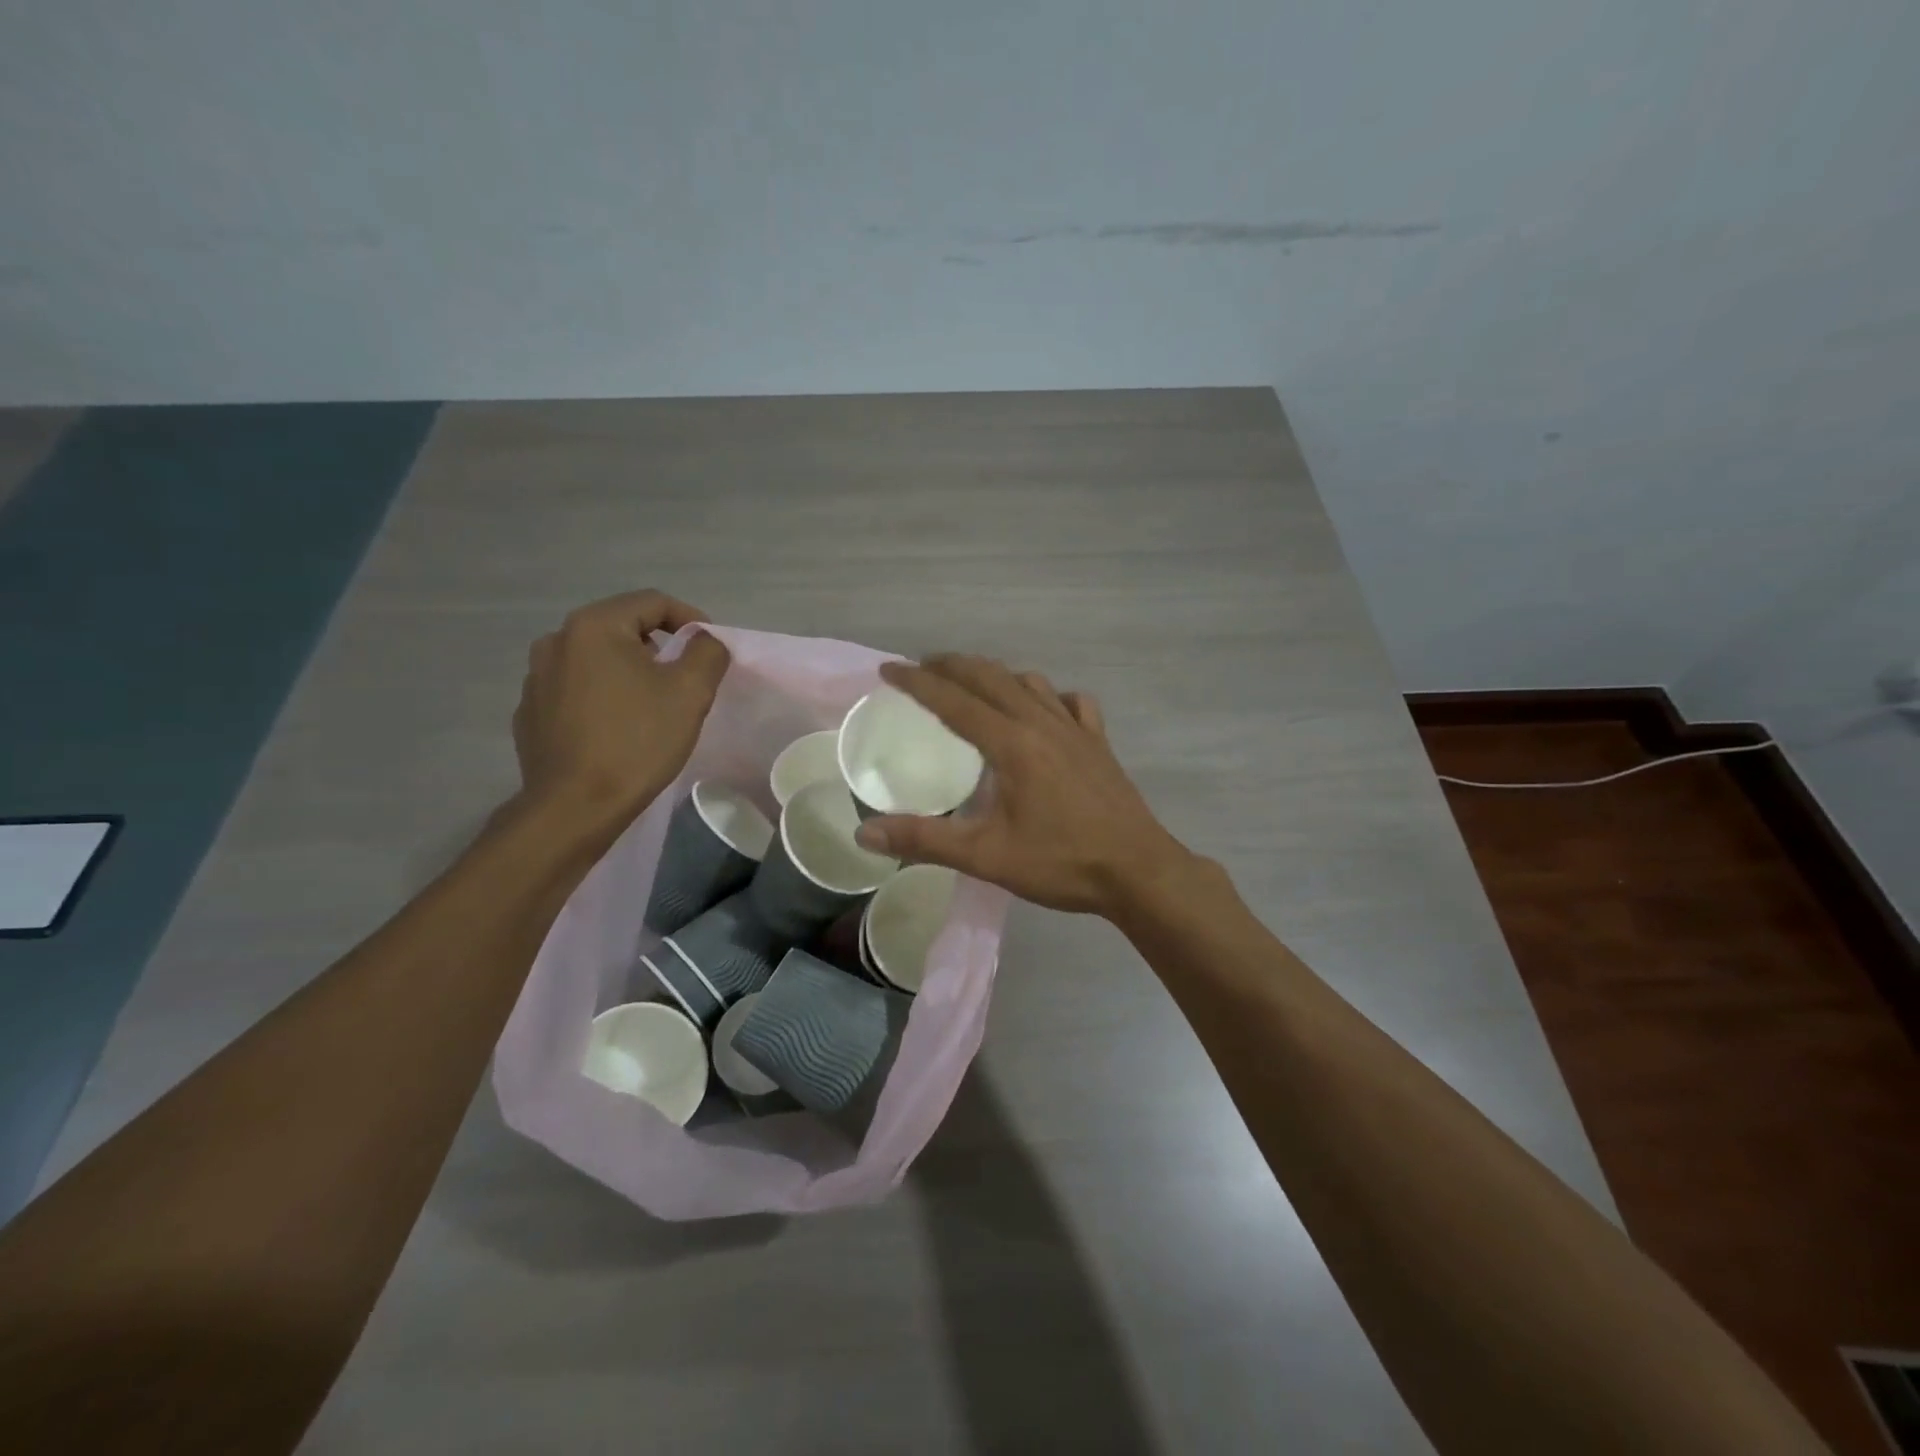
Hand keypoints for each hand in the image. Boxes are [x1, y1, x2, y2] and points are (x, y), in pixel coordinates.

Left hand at [512, 589, 730, 826]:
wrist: (574, 806)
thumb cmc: (636, 741)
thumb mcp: (690, 692)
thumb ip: (707, 652)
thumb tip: (705, 641)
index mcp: (593, 626)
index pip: (653, 602)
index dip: (691, 619)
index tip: (711, 650)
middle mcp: (556, 641)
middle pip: (623, 628)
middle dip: (661, 647)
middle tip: (686, 680)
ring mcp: (536, 677)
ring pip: (598, 659)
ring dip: (630, 671)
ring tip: (653, 705)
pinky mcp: (530, 711)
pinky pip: (576, 688)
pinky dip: (603, 695)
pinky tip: (618, 728)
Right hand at [853, 655, 1195, 917]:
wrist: (1138, 871)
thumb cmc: (1061, 863)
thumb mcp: (985, 857)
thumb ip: (924, 840)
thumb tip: (865, 833)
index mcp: (1011, 743)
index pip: (953, 700)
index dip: (917, 682)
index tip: (889, 670)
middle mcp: (1042, 722)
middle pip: (990, 677)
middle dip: (952, 665)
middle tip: (921, 667)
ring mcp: (1076, 729)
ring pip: (1029, 682)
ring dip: (995, 674)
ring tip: (973, 683)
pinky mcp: (1099, 742)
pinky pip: (1072, 702)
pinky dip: (1049, 695)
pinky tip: (1044, 709)